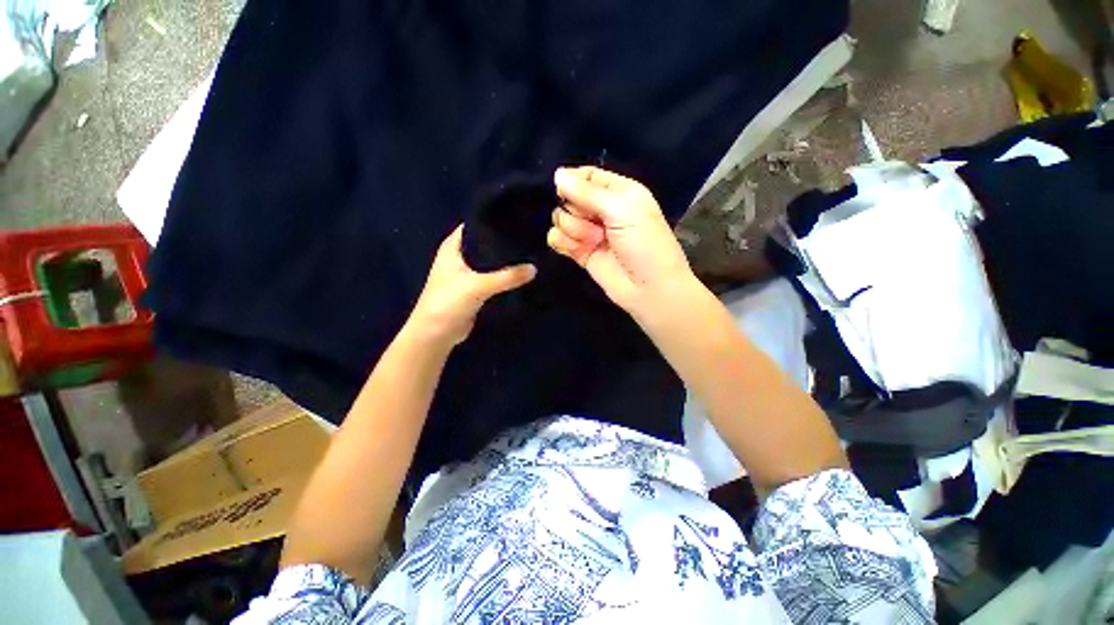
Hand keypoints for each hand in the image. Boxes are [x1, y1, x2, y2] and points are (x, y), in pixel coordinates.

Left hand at [409, 226, 535, 345]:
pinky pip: (493, 278)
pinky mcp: (475, 289)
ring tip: (530, 252)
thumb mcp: (478, 286)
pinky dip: (504, 276)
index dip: (493, 221)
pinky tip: (521, 273)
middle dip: (503, 241)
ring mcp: (467, 274)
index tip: (516, 217)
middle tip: (528, 236)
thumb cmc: (449, 302)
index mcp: (453, 247)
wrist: (436, 334)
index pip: (475, 225)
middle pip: (485, 243)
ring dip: (505, 261)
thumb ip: (507, 277)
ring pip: (490, 262)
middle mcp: (459, 257)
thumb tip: (535, 268)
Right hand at [547, 166, 696, 317]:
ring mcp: (590, 232)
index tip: (563, 190)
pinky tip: (575, 249)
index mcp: (619, 192)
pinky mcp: (580, 252)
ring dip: (572, 229)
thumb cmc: (644, 244)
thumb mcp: (622, 209)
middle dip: (576, 209)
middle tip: (594, 225)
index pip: (587, 176)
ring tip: (592, 241)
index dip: (572, 180)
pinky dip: (561, 242)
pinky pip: (557, 238)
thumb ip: (588, 192)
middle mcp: (602, 209)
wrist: (649, 289)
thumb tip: (557, 174)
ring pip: (561, 218)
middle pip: (570, 197)